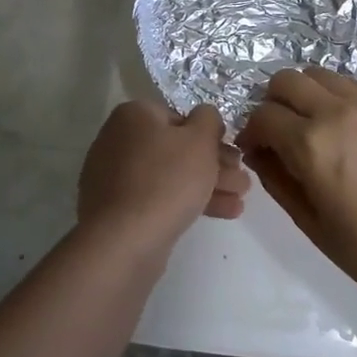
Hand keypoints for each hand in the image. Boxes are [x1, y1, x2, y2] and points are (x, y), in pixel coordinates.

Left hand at [78, 101, 249, 255]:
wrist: (125, 240)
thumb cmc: (167, 180)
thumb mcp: (200, 140)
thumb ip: (209, 119)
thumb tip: (205, 117)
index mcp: (134, 116)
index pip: (179, 117)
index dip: (210, 135)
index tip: (233, 153)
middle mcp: (119, 140)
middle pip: (176, 148)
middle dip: (215, 164)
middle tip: (242, 180)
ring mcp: (115, 177)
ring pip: (171, 175)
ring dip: (209, 185)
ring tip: (240, 201)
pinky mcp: (118, 209)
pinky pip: (158, 197)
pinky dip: (187, 201)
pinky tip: (221, 213)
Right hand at [235, 67, 356, 297]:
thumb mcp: (305, 218)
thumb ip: (274, 176)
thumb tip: (256, 150)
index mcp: (311, 145)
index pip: (263, 116)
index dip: (251, 132)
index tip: (256, 149)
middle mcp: (337, 113)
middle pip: (286, 80)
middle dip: (273, 103)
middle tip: (280, 131)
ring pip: (318, 75)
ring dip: (304, 94)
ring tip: (311, 124)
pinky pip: (351, 84)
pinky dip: (335, 96)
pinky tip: (342, 126)